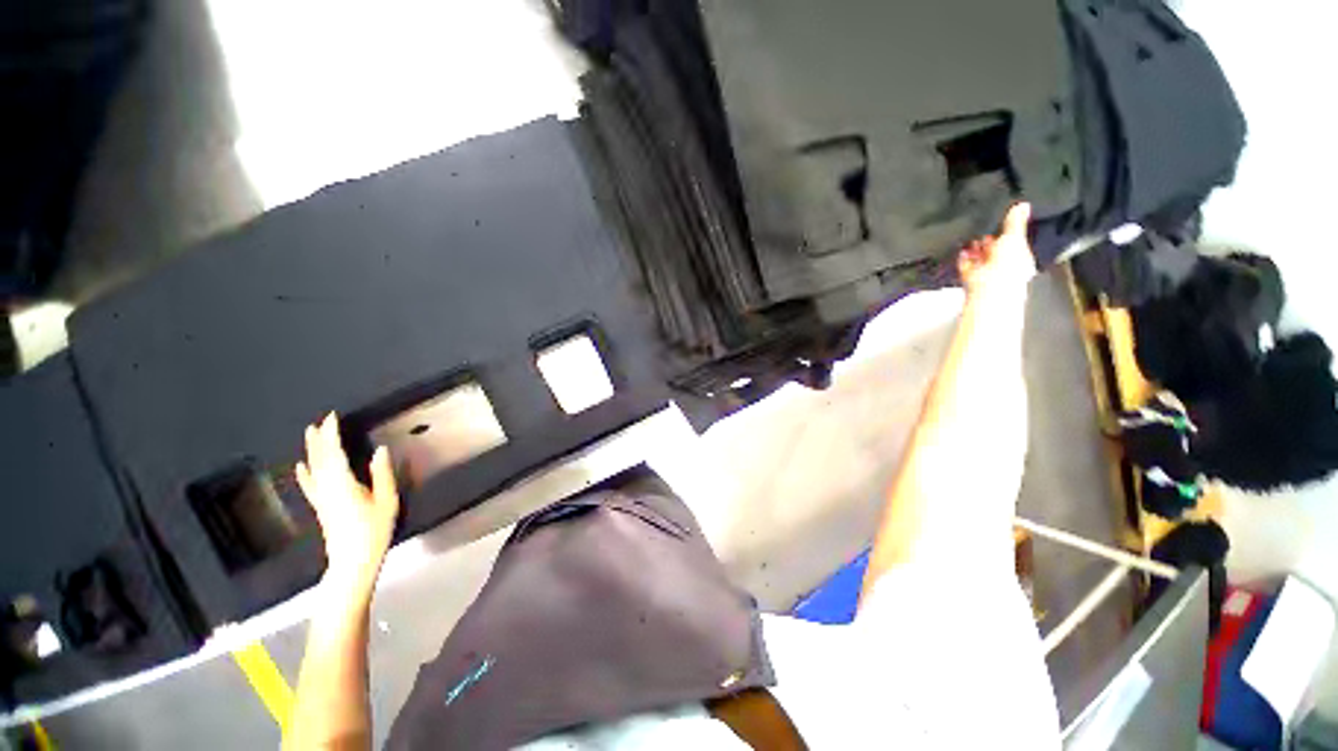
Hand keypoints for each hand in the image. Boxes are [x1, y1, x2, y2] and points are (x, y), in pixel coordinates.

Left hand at [295, 413, 399, 603]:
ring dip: (311, 451)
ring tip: (310, 434)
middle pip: (320, 459)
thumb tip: (380, 450)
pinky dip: (304, 474)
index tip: (332, 417)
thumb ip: (381, 475)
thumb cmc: (374, 530)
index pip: (334, 454)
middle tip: (320, 421)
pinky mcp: (321, 507)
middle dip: (319, 439)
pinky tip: (300, 466)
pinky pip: (309, 486)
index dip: (332, 435)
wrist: (353, 562)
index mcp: (343, 484)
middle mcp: (327, 488)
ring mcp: (321, 498)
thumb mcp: (386, 501)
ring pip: (313, 470)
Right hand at [958, 203, 1035, 298]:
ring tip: (970, 240)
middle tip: (982, 232)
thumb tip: (1023, 204)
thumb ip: (1015, 222)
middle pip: (995, 250)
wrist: (988, 288)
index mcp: (1021, 257)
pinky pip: (966, 265)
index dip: (1007, 233)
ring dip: (974, 249)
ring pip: (980, 257)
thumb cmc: (1007, 266)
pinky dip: (963, 258)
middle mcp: (1005, 266)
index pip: (1014, 242)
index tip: (999, 222)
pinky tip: (962, 251)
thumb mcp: (1014, 238)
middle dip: (988, 241)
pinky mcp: (971, 278)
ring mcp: (987, 273)